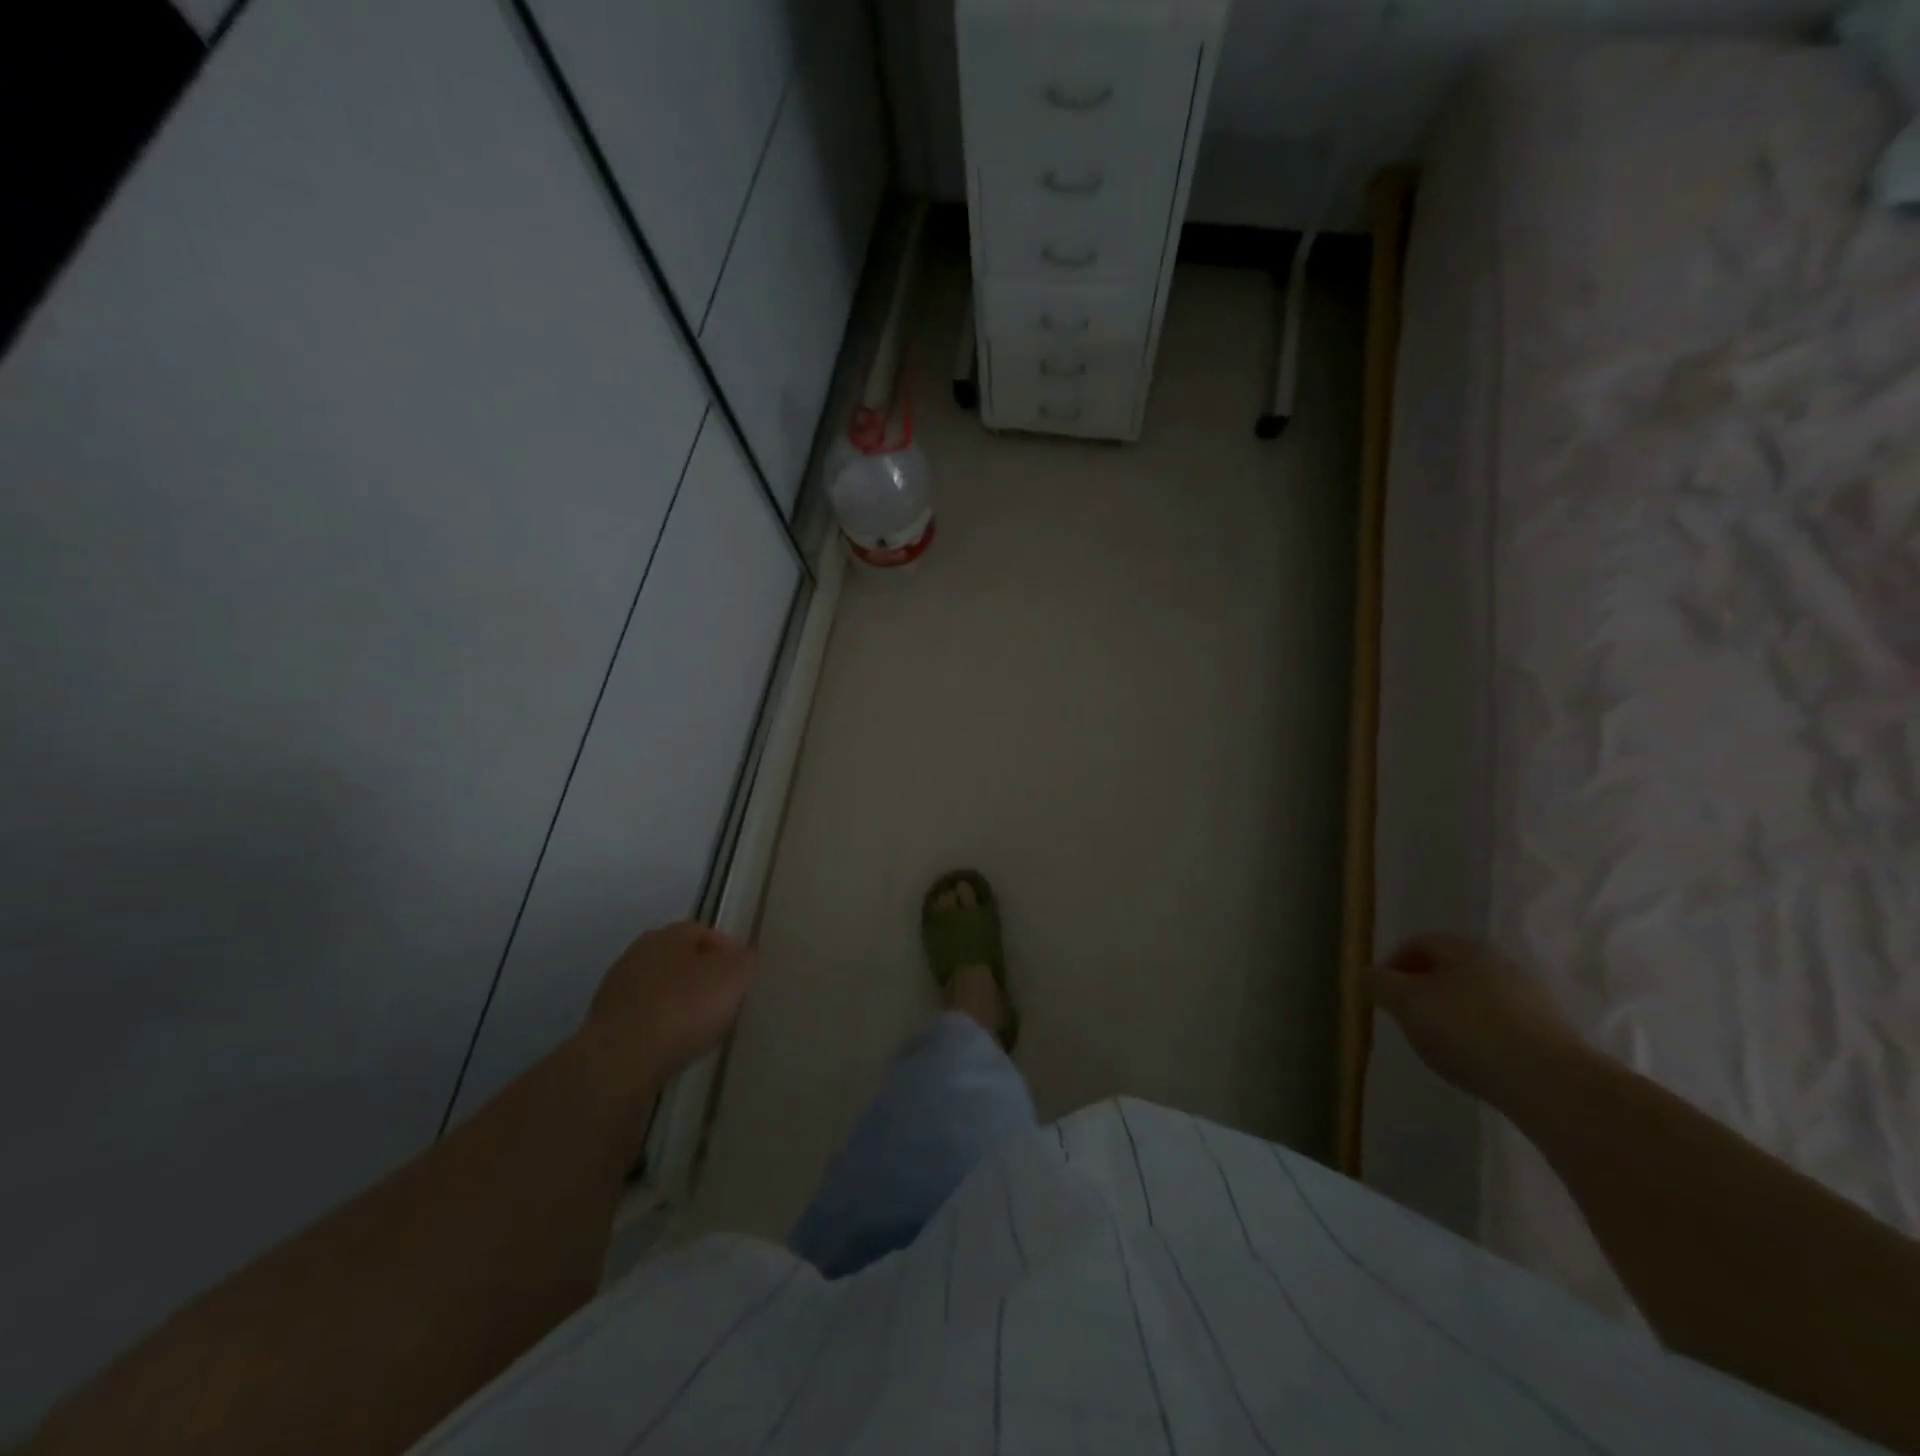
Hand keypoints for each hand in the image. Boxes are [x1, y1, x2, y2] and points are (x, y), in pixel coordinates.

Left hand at [579, 921, 758, 1082]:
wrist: (622, 1058)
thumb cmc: (684, 1008)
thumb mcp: (733, 978)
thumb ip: (745, 961)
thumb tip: (743, 956)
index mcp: (670, 934)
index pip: (704, 932)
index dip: (726, 951)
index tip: (741, 976)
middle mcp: (639, 952)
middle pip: (678, 958)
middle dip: (700, 975)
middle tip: (722, 999)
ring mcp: (617, 987)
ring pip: (658, 987)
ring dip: (677, 1001)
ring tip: (698, 1026)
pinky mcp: (604, 1022)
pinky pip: (642, 1016)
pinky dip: (658, 1024)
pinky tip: (672, 1044)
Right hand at [1365, 934, 1586, 1108]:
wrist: (1552, 1084)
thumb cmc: (1467, 1031)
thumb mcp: (1406, 1004)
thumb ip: (1379, 984)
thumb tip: (1367, 975)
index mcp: (1464, 950)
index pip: (1419, 943)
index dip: (1393, 964)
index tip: (1382, 994)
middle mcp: (1499, 964)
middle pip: (1449, 969)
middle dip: (1422, 990)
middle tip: (1407, 1018)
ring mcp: (1530, 998)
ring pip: (1476, 997)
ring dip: (1452, 1014)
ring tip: (1441, 1045)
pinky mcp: (1549, 1033)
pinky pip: (1500, 1024)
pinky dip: (1480, 1035)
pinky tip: (1476, 1061)